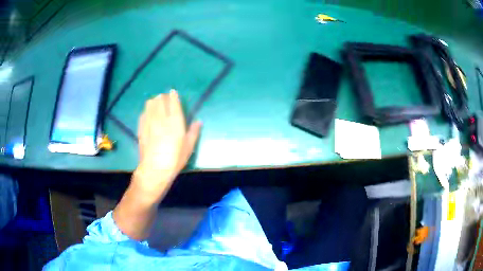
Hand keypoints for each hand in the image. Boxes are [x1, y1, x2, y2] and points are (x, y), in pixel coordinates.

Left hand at [113, 90, 200, 239]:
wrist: (155, 169)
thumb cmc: (175, 159)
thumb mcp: (189, 147)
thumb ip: (194, 132)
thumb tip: (199, 121)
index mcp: (175, 121)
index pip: (173, 101)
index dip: (173, 95)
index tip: (173, 93)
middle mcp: (161, 117)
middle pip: (160, 99)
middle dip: (163, 97)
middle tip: (166, 101)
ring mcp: (149, 121)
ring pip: (150, 103)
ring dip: (154, 102)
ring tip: (157, 106)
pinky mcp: (141, 127)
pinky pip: (143, 113)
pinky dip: (147, 111)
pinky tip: (149, 116)